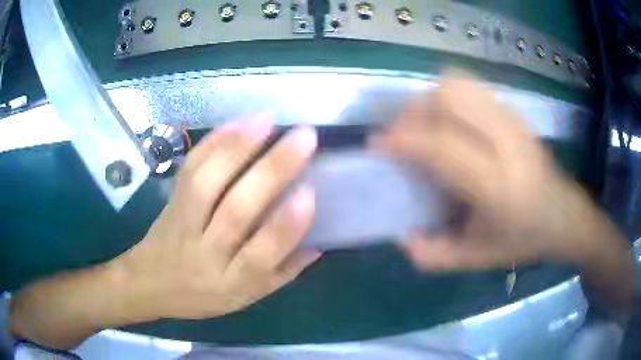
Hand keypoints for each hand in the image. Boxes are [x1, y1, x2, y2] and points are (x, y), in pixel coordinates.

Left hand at [113, 116, 320, 319]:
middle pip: (235, 210)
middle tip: (304, 138)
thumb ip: (282, 273)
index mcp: (231, 282)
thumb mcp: (245, 297)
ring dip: (238, 146)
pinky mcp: (171, 200)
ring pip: (206, 182)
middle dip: (271, 171)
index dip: (285, 226)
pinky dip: (213, 142)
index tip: (310, 192)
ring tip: (268, 119)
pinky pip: (190, 167)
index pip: (260, 256)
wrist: (151, 282)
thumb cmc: (203, 295)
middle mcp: (205, 251)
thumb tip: (319, 244)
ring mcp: (183, 222)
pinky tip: (237, 122)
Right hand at [372, 75, 612, 270]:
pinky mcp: (514, 112)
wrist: (563, 215)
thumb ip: (434, 254)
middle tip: (405, 135)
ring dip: (431, 100)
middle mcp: (506, 143)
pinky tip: (450, 123)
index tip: (377, 144)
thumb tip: (401, 236)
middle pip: (449, 98)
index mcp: (497, 185)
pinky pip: (472, 87)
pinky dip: (450, 97)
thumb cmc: (522, 239)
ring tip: (426, 126)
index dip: (403, 140)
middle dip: (415, 112)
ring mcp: (512, 121)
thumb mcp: (476, 259)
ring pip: (460, 84)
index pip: (442, 147)